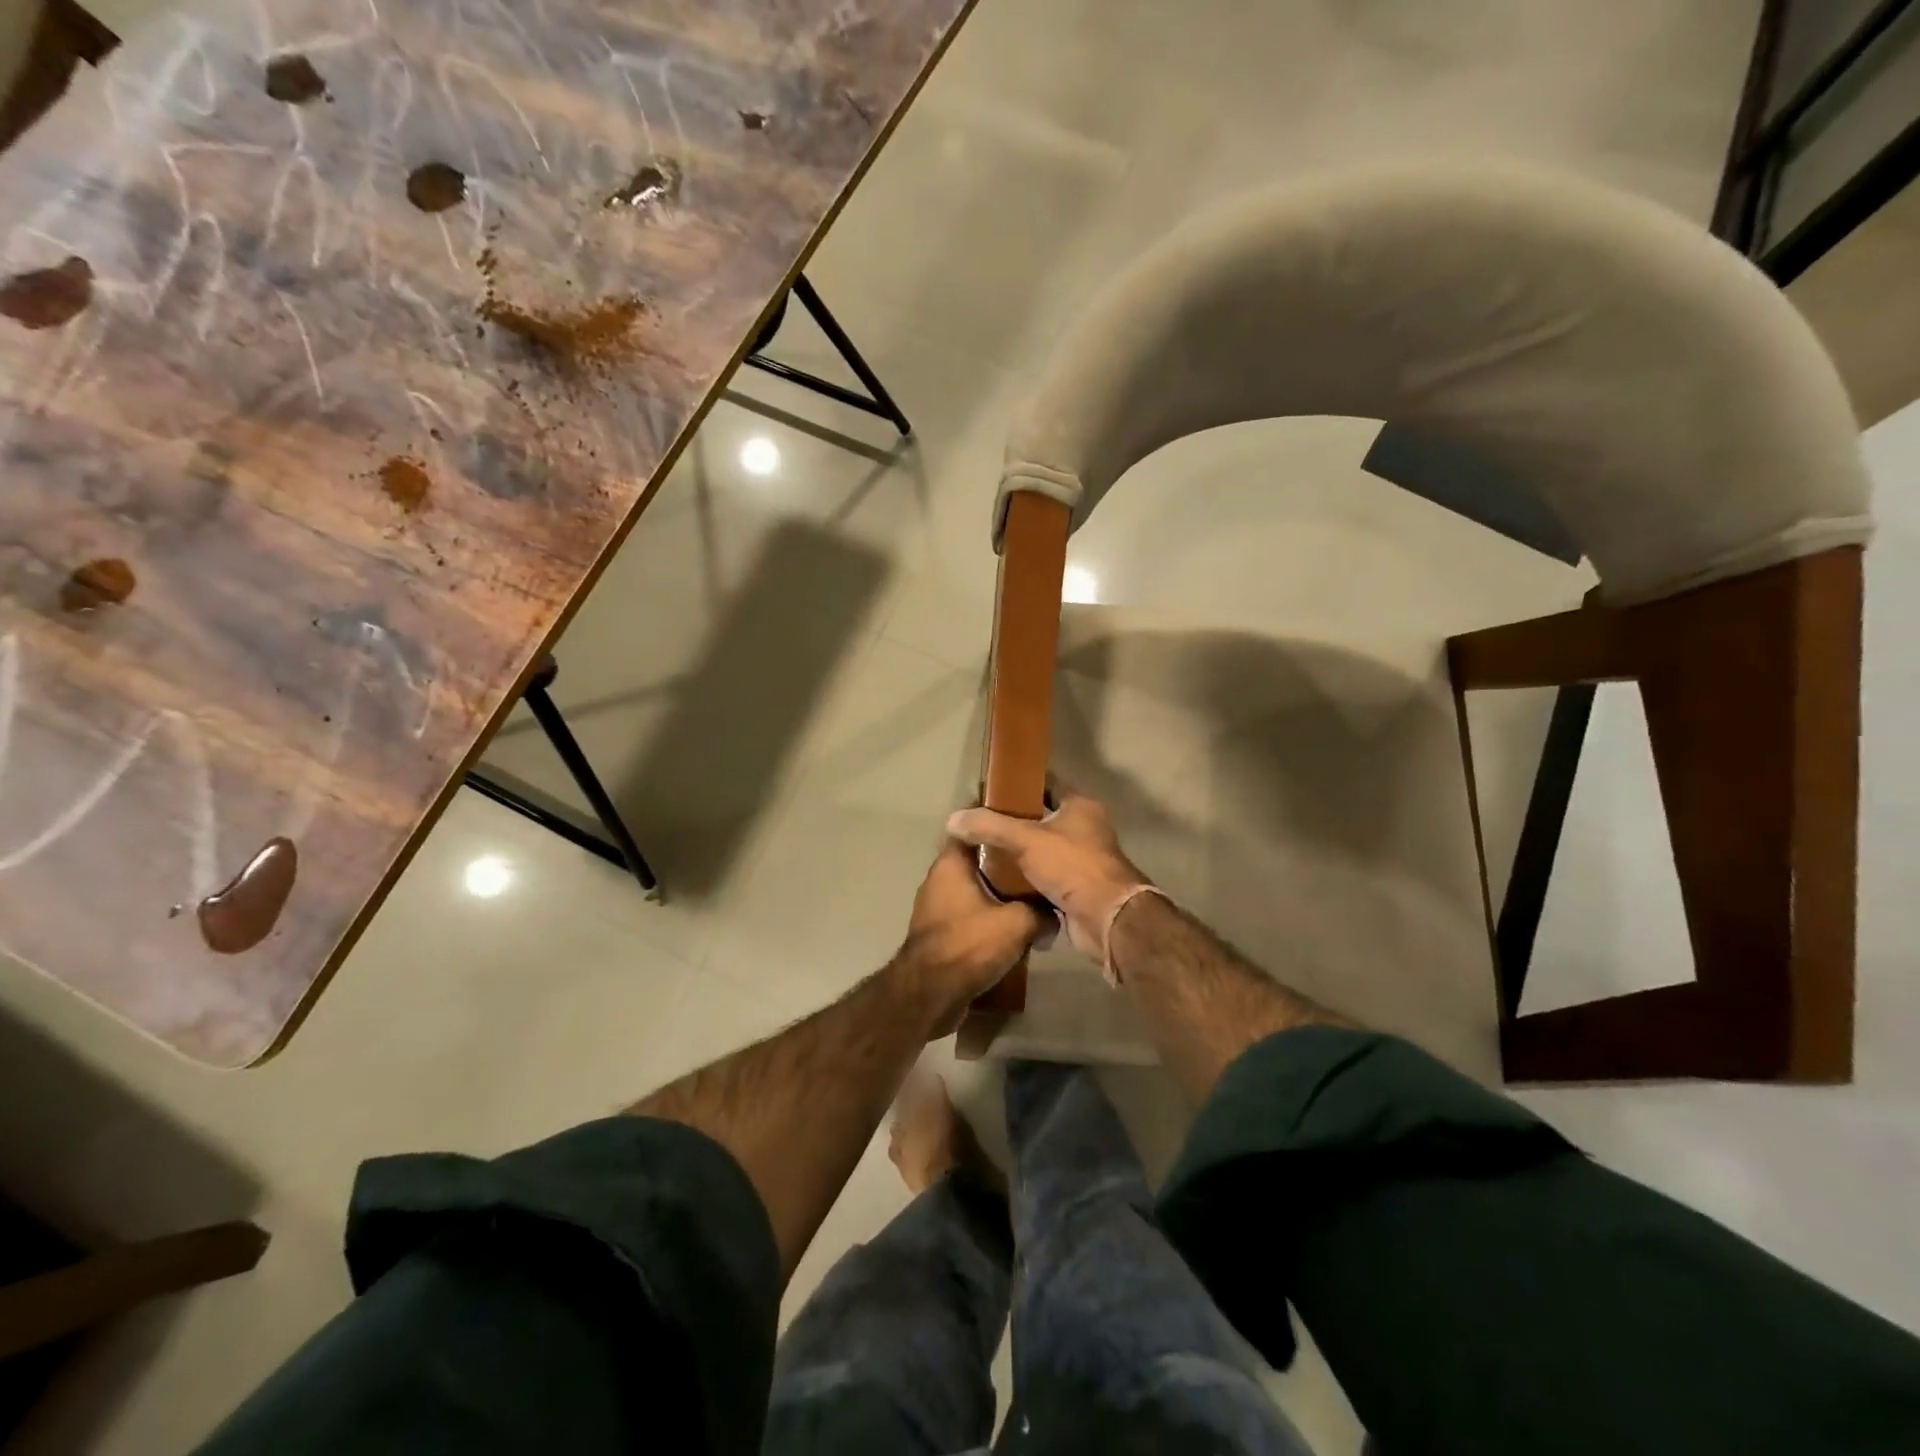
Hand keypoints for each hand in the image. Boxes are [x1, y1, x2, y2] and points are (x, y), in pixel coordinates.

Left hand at [897, 839, 1043, 1033]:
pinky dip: (988, 918)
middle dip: (1005, 862)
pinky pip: (969, 915)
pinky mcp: (939, 934)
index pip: (973, 827)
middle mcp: (939, 880)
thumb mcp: (1017, 924)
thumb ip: (1041, 912)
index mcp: (951, 864)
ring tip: (1032, 896)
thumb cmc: (969, 944)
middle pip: (977, 860)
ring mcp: (936, 908)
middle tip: (1037, 861)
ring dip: (998, 893)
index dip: (997, 822)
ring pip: (975, 889)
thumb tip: (1056, 915)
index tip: (1023, 821)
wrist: (930, 995)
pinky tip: (1013, 928)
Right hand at [946, 789, 1149, 960]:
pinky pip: (1045, 876)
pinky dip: (1026, 878)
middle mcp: (1085, 828)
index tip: (990, 789)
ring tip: (983, 851)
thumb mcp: (1026, 839)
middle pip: (1042, 818)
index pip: (1047, 784)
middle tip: (981, 822)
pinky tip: (999, 880)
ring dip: (1018, 852)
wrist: (1105, 918)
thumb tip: (953, 819)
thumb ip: (990, 826)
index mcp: (1080, 806)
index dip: (1019, 783)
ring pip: (1042, 849)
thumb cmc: (1072, 865)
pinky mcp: (1076, 887)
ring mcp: (1082, 859)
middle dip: (1013, 821)